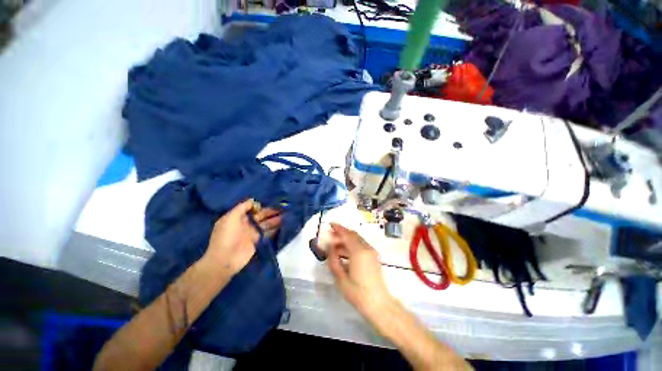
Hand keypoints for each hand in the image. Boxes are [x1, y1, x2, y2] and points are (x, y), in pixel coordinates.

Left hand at [204, 199, 281, 276]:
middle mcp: (246, 224)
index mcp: (239, 217)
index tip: (272, 201)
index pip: (252, 208)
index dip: (261, 205)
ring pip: (266, 223)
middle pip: (261, 215)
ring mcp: (252, 233)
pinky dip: (275, 229)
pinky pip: (268, 233)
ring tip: (286, 215)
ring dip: (276, 219)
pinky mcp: (258, 241)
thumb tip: (253, 200)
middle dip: (271, 211)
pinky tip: (283, 225)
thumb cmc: (226, 236)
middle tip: (284, 207)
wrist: (225, 259)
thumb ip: (242, 207)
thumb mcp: (230, 218)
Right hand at [327, 223, 394, 317]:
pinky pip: (360, 245)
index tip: (330, 224)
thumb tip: (330, 248)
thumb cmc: (358, 293)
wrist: (379, 304)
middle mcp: (366, 248)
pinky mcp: (373, 256)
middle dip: (341, 233)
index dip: (338, 228)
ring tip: (334, 244)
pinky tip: (343, 251)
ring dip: (346, 239)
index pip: (347, 235)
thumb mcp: (341, 278)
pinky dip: (351, 244)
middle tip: (330, 234)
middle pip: (352, 234)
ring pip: (357, 239)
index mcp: (358, 252)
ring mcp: (371, 252)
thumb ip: (333, 260)